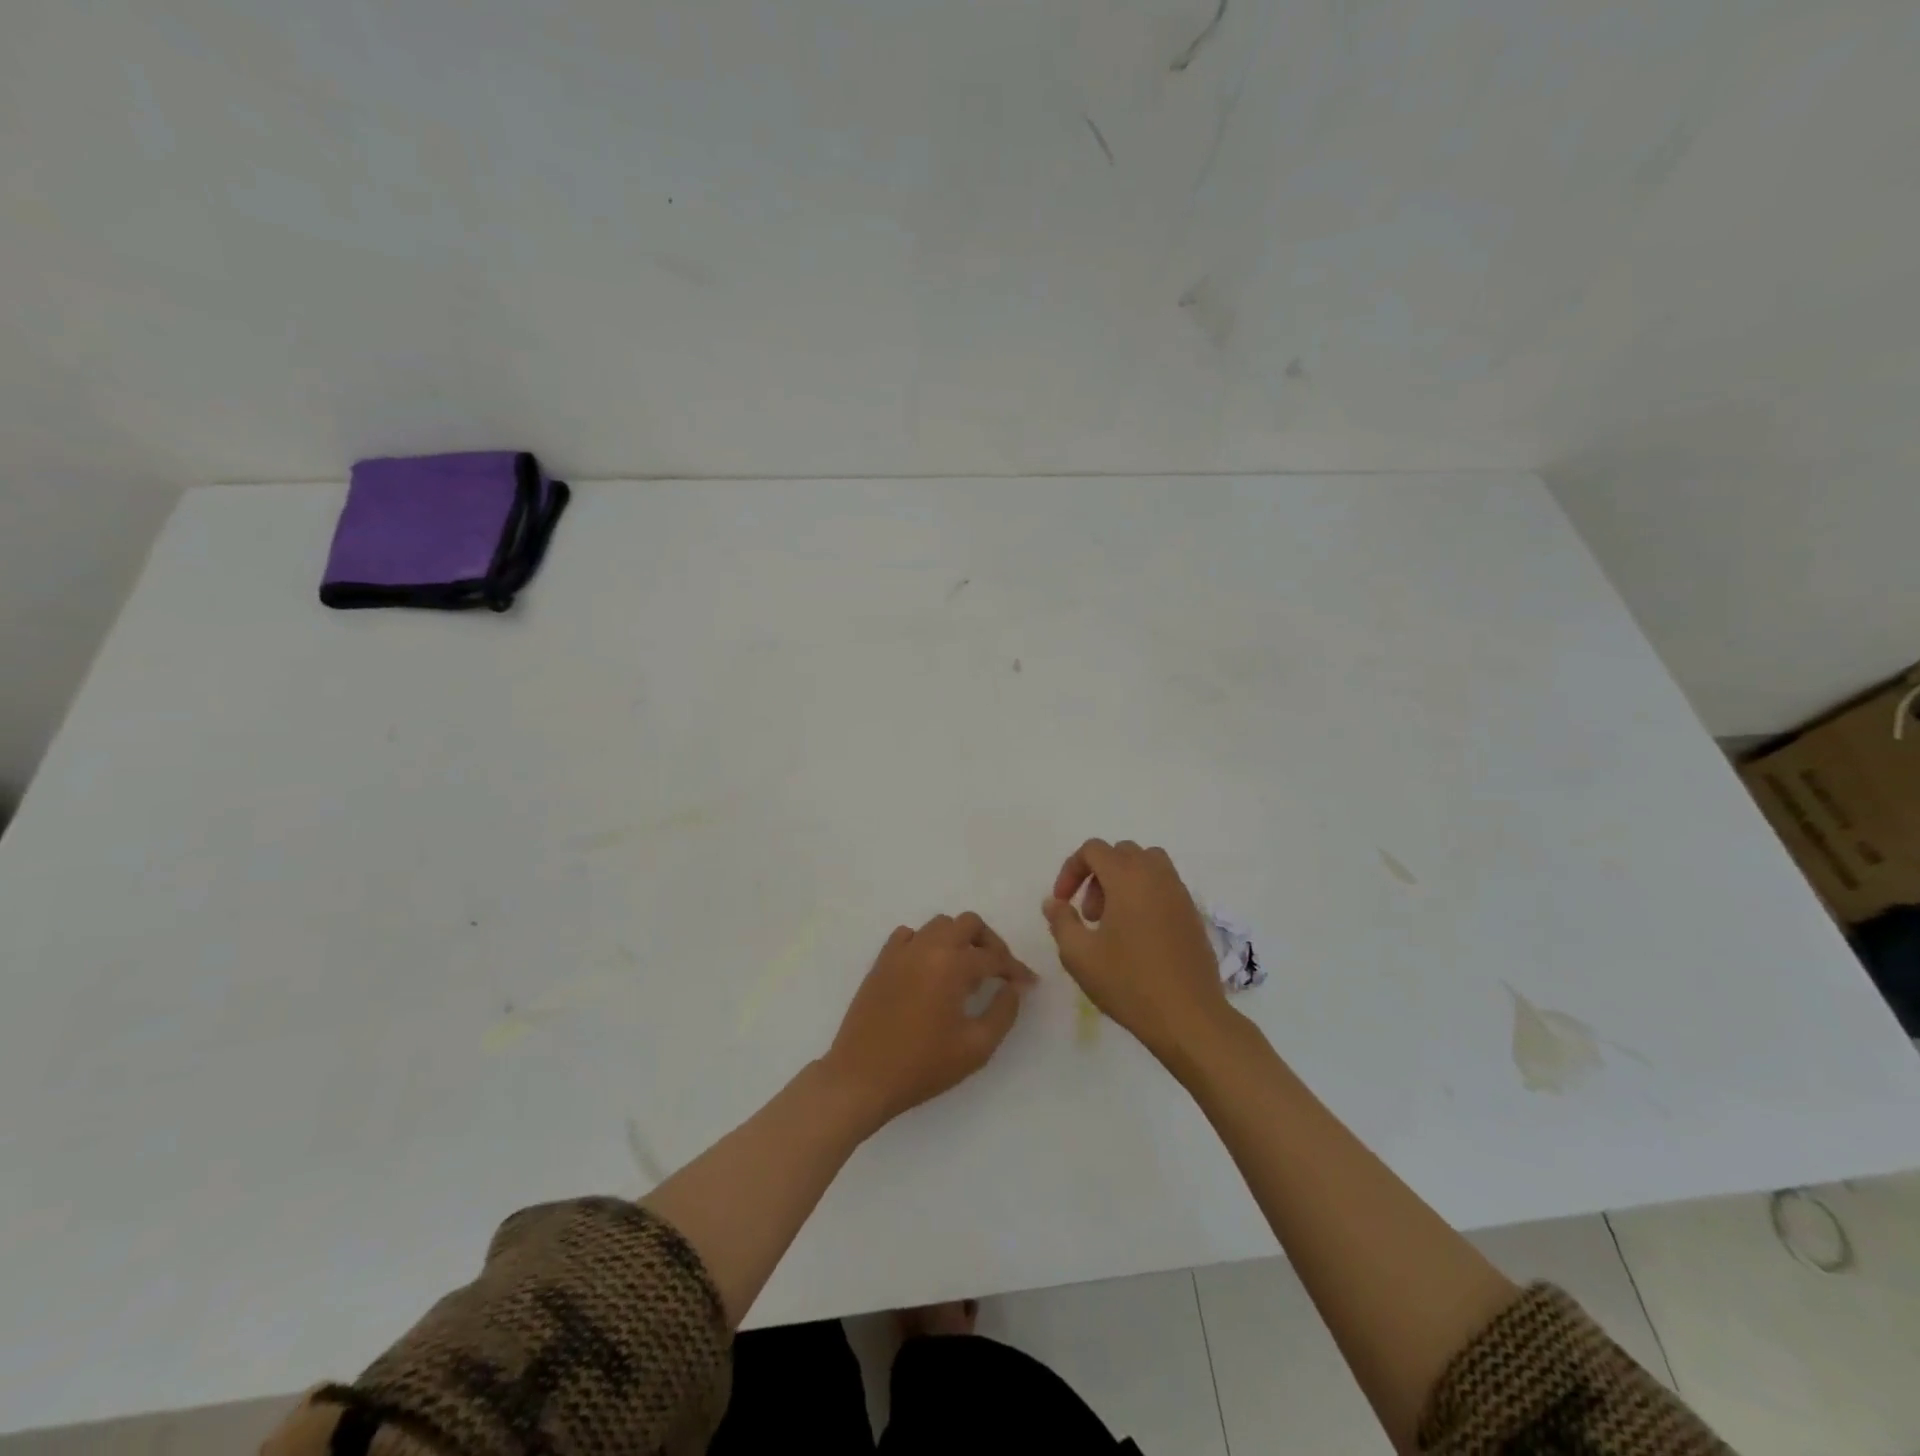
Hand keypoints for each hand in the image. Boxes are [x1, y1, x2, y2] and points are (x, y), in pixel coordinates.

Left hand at [823, 913, 1037, 1129]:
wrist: (862, 1077)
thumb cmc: (922, 1065)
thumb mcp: (976, 1047)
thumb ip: (1003, 1012)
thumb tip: (1012, 988)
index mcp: (953, 965)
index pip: (994, 956)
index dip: (1016, 969)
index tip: (1028, 984)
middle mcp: (928, 947)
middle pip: (968, 923)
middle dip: (989, 942)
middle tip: (998, 970)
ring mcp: (901, 951)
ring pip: (938, 925)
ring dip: (958, 939)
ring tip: (965, 970)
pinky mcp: (881, 961)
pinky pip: (908, 935)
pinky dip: (925, 943)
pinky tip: (929, 968)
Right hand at [1043, 839, 1230, 1063]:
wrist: (1189, 1017)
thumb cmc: (1129, 983)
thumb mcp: (1079, 955)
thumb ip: (1061, 921)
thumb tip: (1054, 902)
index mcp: (1127, 877)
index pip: (1093, 849)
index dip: (1071, 869)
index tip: (1063, 902)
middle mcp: (1156, 876)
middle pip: (1121, 853)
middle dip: (1097, 875)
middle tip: (1089, 914)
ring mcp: (1179, 893)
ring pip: (1147, 865)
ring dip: (1123, 881)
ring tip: (1112, 921)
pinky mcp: (1193, 914)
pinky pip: (1164, 886)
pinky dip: (1145, 895)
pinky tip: (1137, 936)